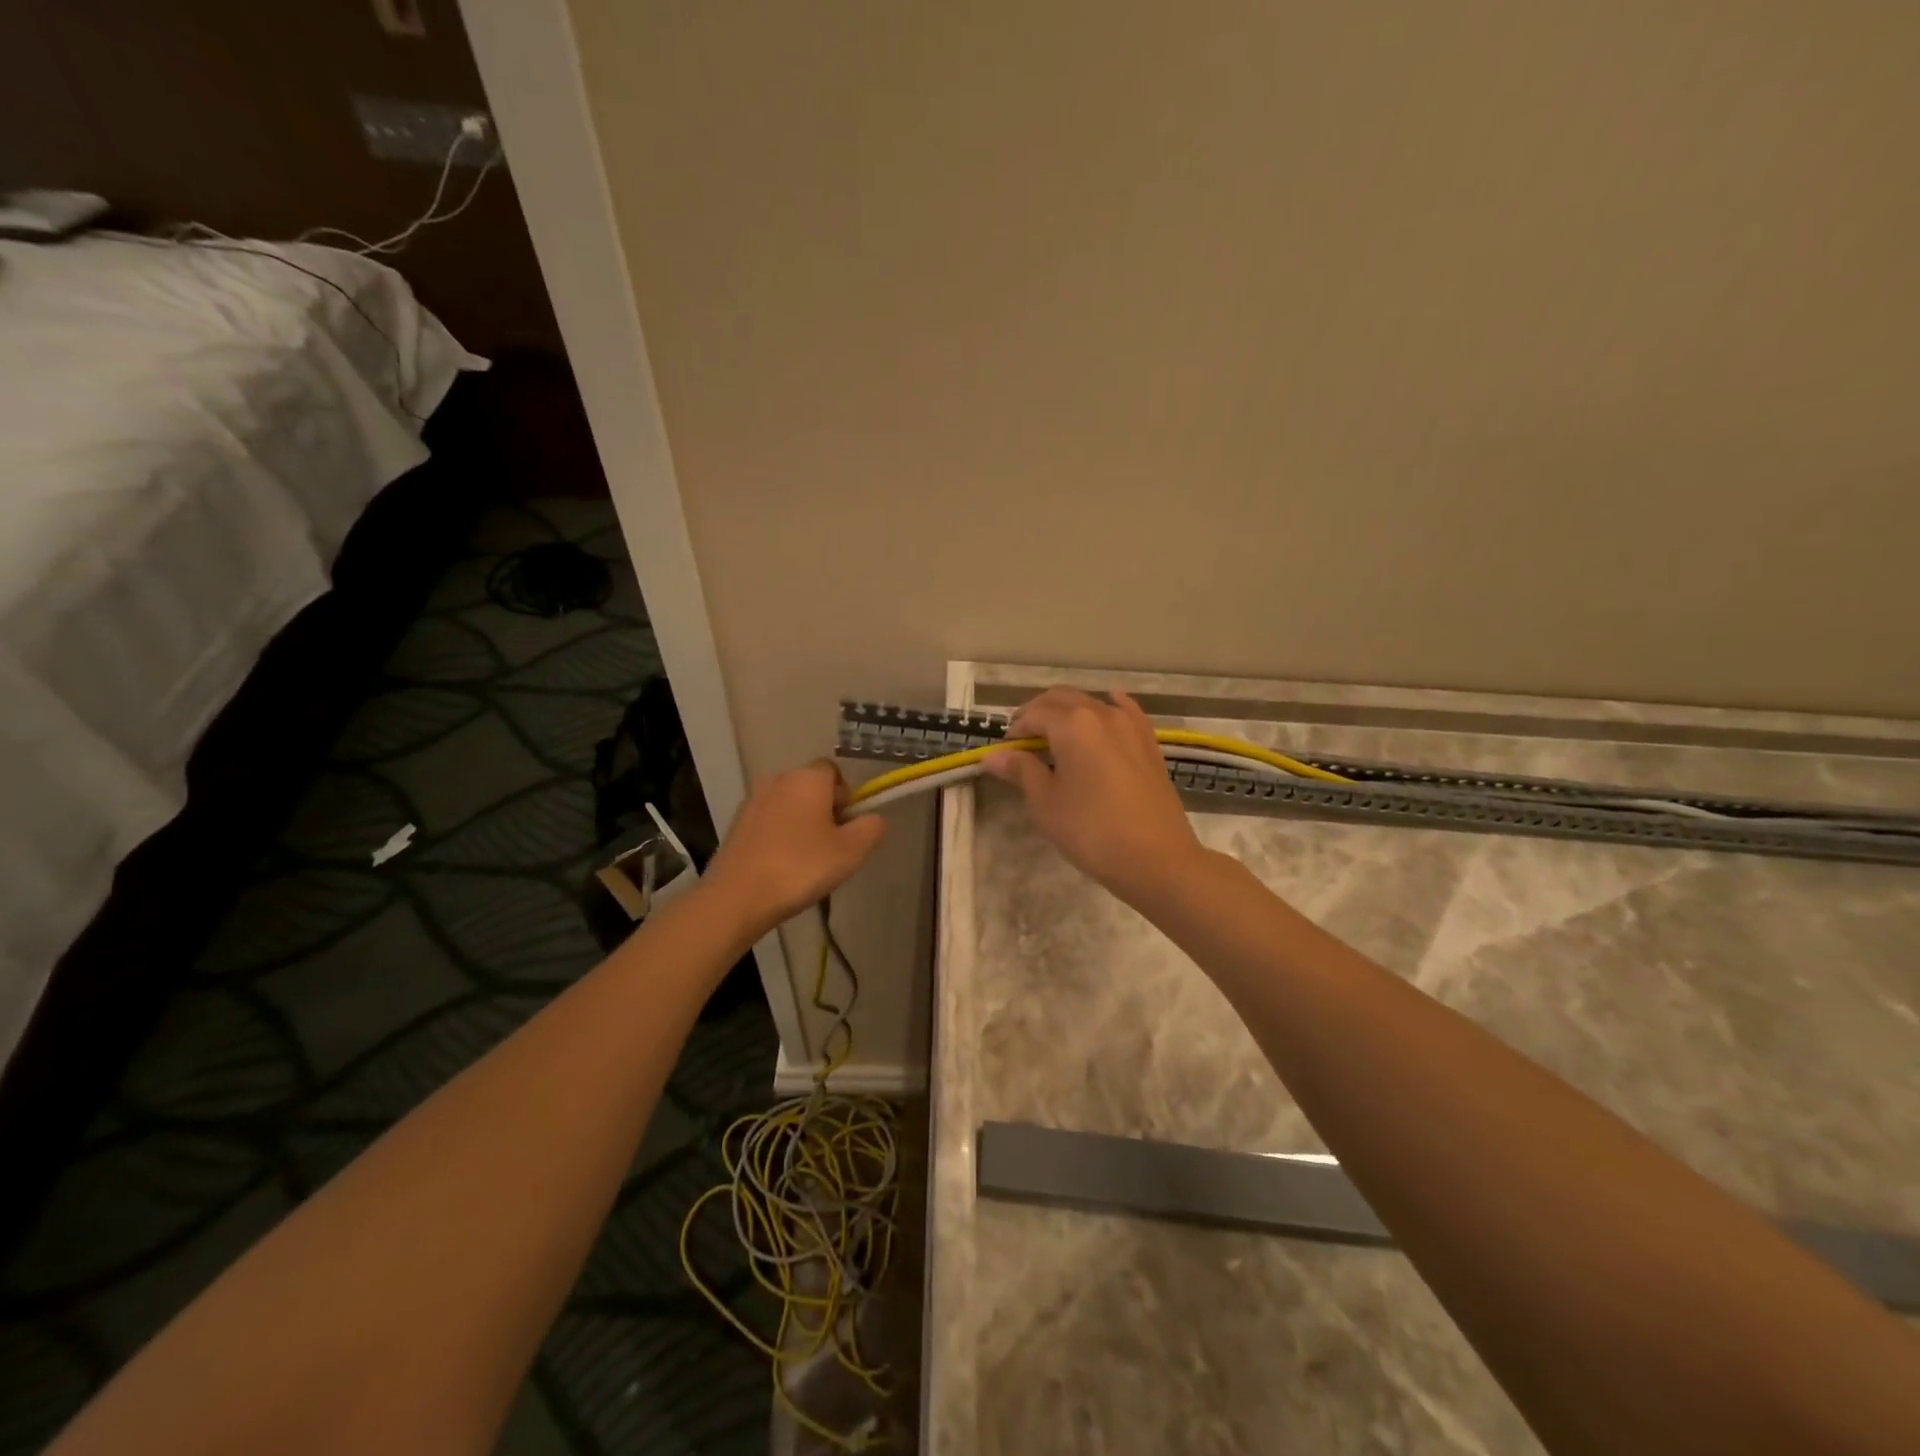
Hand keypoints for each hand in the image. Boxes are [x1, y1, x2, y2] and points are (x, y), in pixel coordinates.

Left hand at [702, 761, 886, 936]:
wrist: (737, 896)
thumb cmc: (801, 867)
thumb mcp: (851, 851)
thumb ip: (871, 828)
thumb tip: (874, 818)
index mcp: (808, 778)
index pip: (833, 771)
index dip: (846, 796)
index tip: (848, 826)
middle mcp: (778, 780)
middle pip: (810, 787)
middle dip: (825, 810)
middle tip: (832, 846)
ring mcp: (753, 801)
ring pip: (789, 805)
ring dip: (801, 823)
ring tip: (806, 860)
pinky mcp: (736, 824)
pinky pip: (769, 821)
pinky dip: (779, 835)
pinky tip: (781, 866)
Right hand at [980, 688, 1202, 903]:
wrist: (1157, 858)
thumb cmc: (1091, 831)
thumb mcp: (1046, 803)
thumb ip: (1021, 771)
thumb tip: (993, 756)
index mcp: (1072, 724)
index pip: (1034, 713)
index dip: (1016, 729)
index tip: (1005, 751)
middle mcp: (1102, 713)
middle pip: (1062, 699)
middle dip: (1038, 713)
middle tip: (1023, 741)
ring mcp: (1130, 725)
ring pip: (1091, 703)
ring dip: (1068, 712)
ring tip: (1055, 738)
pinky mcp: (1149, 742)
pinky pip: (1125, 712)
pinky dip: (1108, 707)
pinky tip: (1107, 705)